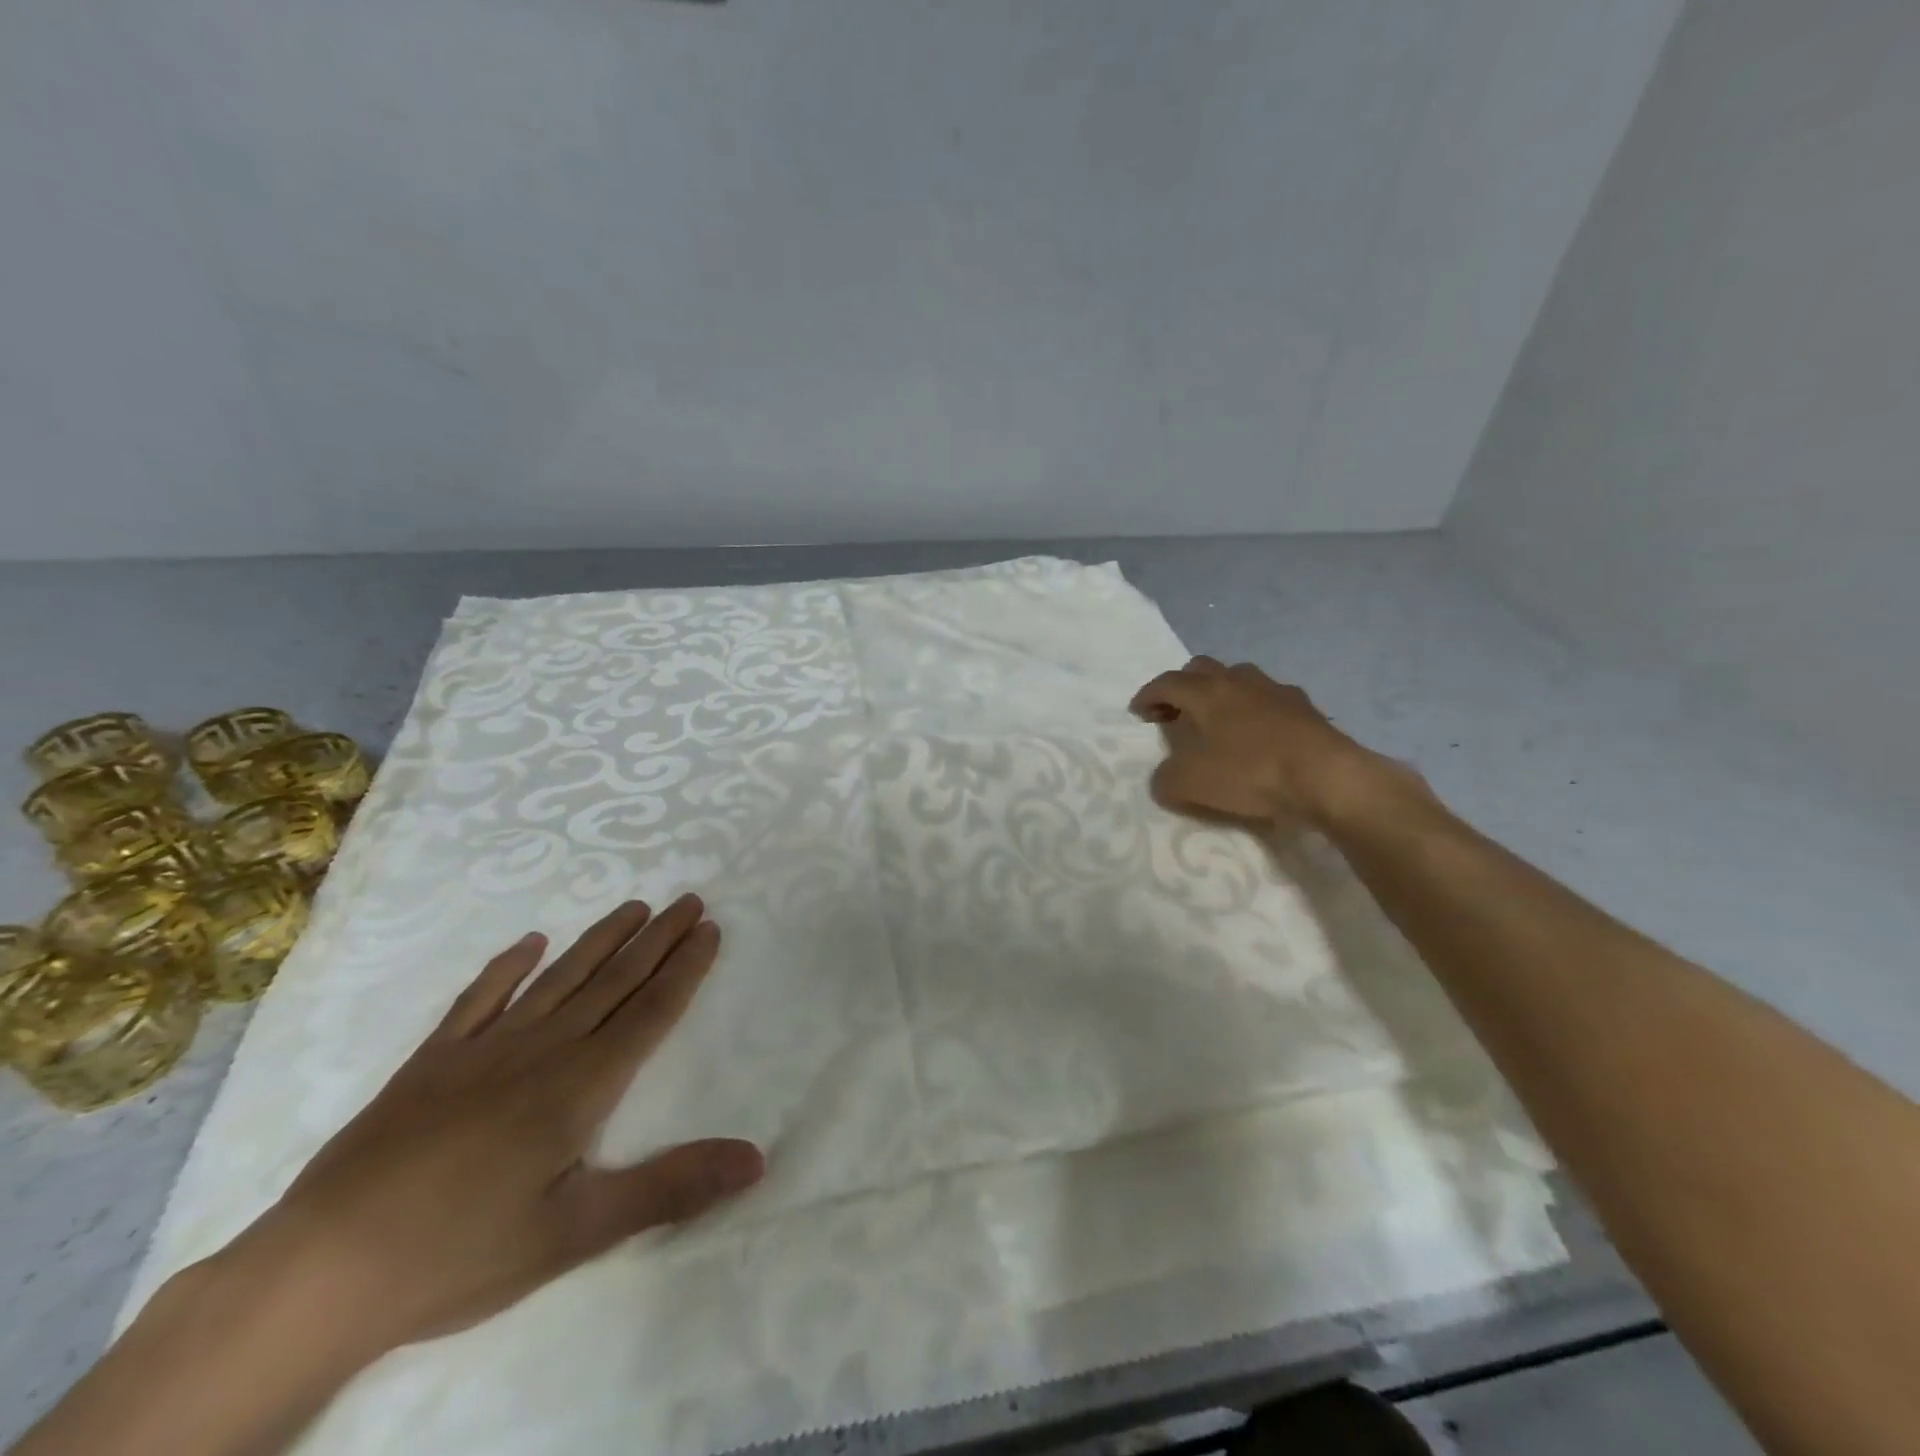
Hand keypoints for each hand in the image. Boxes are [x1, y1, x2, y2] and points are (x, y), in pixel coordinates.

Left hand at [237, 893, 763, 1362]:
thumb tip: (755, 1160)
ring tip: (634, 906)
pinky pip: (479, 999)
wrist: (319, 1272)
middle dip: (657, 939)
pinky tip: (529, 943)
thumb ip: (669, 1187)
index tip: (710, 928)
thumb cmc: (459, 1253)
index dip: (685, 968)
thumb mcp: (576, 1233)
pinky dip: (506, 967)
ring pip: (559, 978)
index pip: (650, 1011)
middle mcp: (542, 1050)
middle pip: (614, 982)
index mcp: (580, 1086)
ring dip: (601, 940)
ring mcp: (484, 1049)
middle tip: (689, 900)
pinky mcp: (432, 1061)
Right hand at [1129, 657, 1396, 829]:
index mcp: (1207, 692)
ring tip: (1218, 721)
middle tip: (1175, 713)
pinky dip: (1255, 710)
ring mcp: (1276, 690)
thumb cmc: (1251, 773)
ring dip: (1222, 693)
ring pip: (1239, 678)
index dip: (1147, 695)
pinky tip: (1259, 734)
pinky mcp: (1306, 708)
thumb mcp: (1191, 784)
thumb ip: (1166, 779)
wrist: (1327, 777)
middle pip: (1202, 669)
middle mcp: (1239, 681)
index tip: (1137, 712)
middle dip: (1183, 686)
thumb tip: (1163, 777)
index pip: (1167, 683)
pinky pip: (1270, 699)